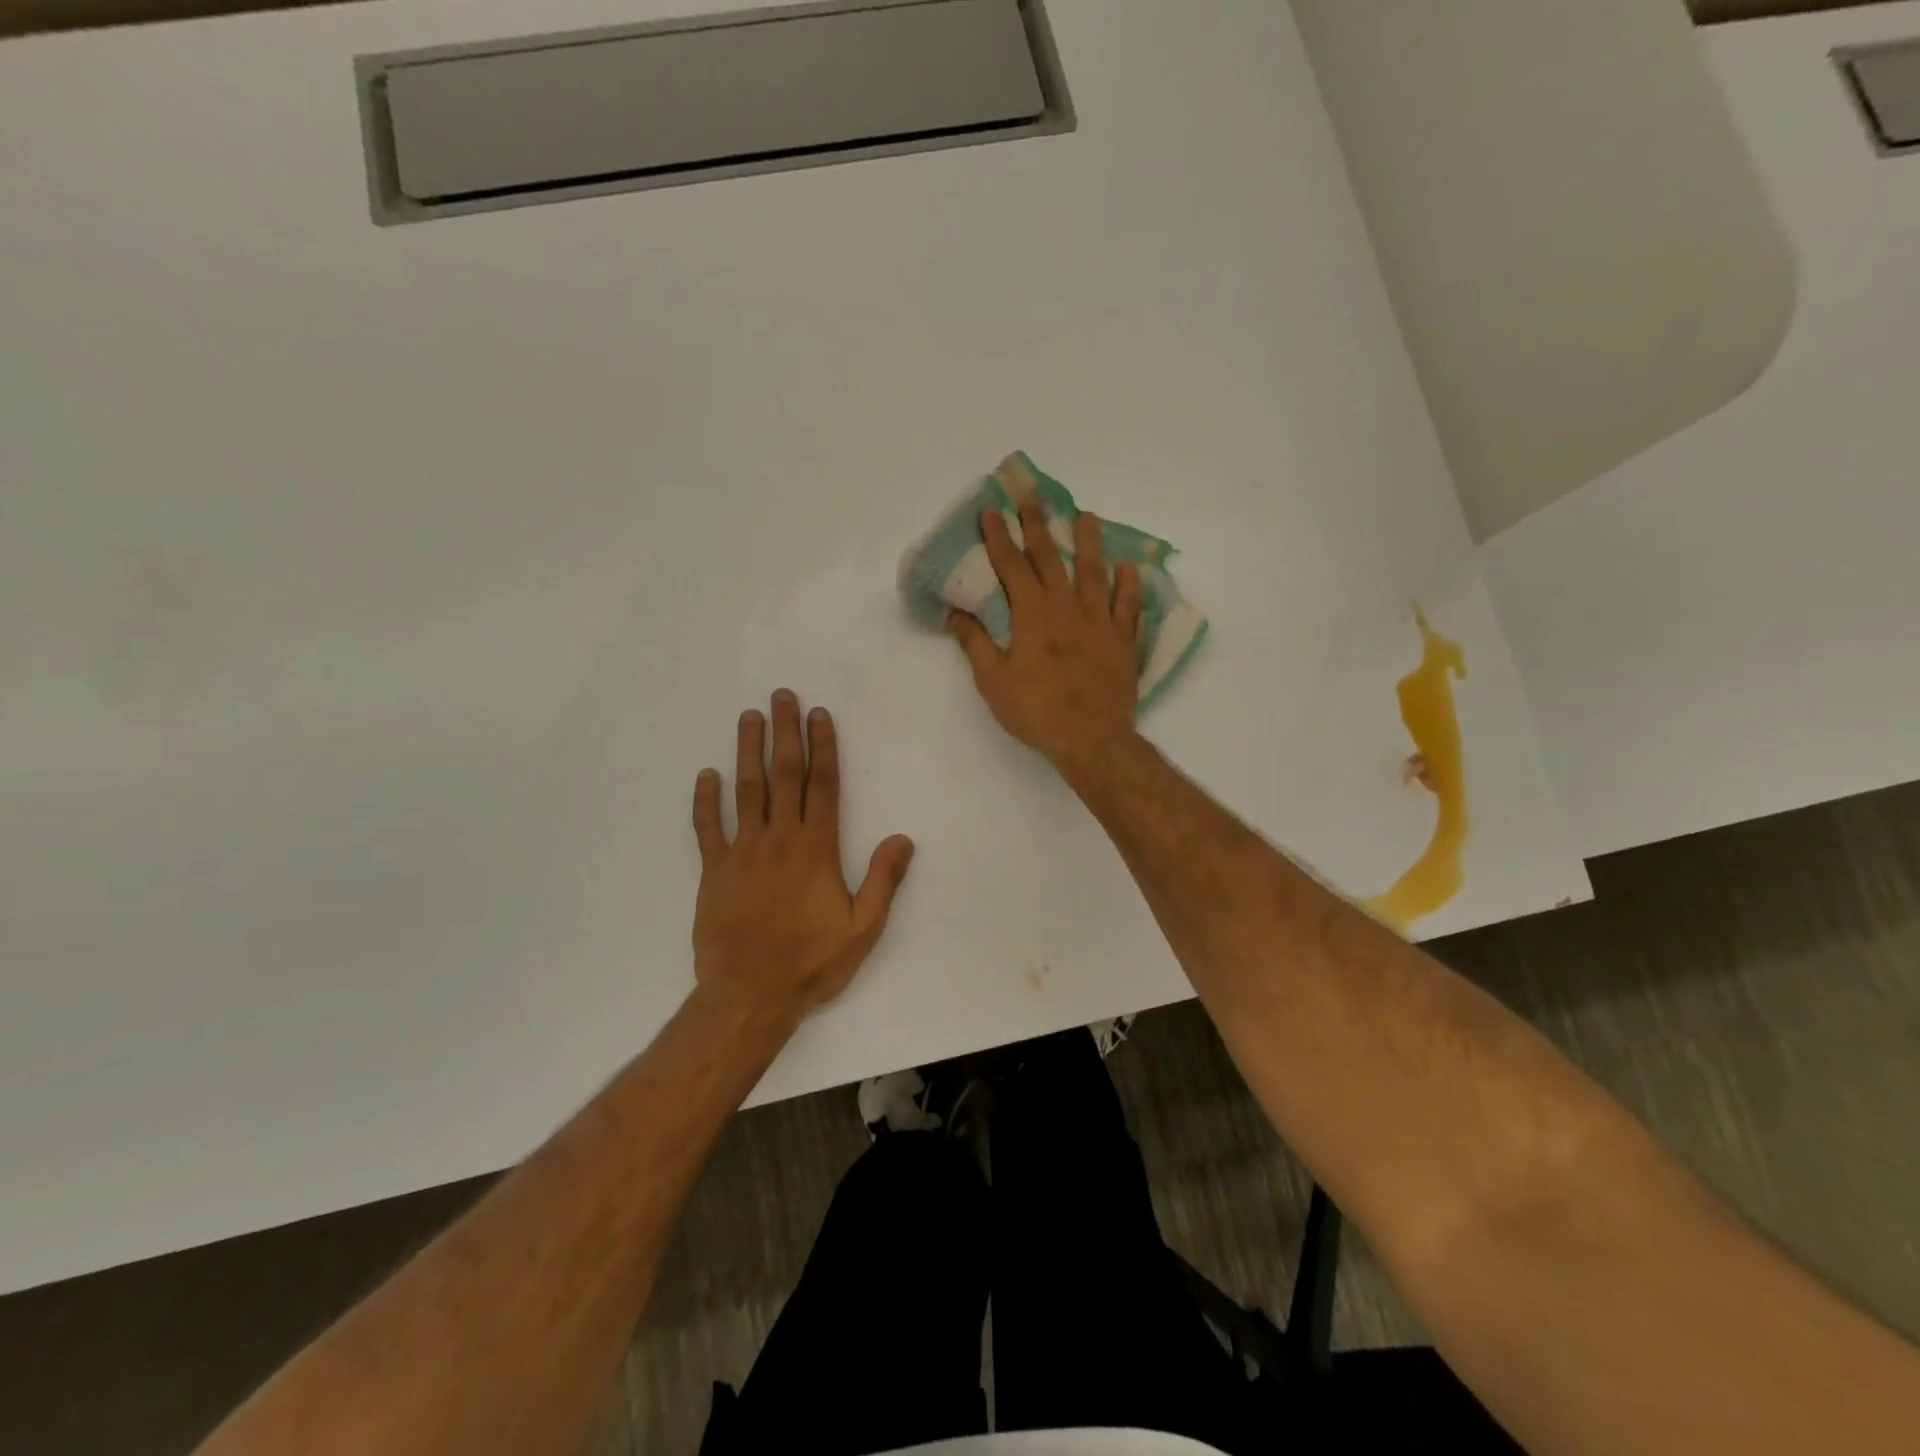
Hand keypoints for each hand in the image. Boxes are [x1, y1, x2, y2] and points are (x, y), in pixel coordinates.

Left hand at [690, 691, 914, 1018]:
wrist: (750, 995)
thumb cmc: (812, 962)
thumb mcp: (863, 928)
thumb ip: (883, 881)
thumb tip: (903, 838)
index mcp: (817, 849)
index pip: (822, 786)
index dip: (822, 747)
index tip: (819, 715)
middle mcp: (779, 839)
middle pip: (783, 775)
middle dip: (784, 733)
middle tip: (781, 696)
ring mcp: (742, 852)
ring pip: (746, 790)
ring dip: (747, 751)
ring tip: (748, 717)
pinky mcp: (714, 870)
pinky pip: (707, 828)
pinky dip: (705, 800)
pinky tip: (706, 774)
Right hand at [947, 499, 1143, 771]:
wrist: (1091, 738)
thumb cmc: (1036, 711)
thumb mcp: (993, 681)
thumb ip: (975, 643)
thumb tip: (953, 613)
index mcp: (1032, 614)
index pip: (1011, 566)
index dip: (998, 537)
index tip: (990, 511)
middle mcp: (1067, 607)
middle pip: (1051, 557)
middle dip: (1038, 524)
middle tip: (1033, 495)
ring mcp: (1099, 621)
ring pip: (1094, 572)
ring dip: (1089, 542)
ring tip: (1087, 516)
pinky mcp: (1123, 640)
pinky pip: (1128, 605)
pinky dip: (1128, 584)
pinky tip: (1129, 567)